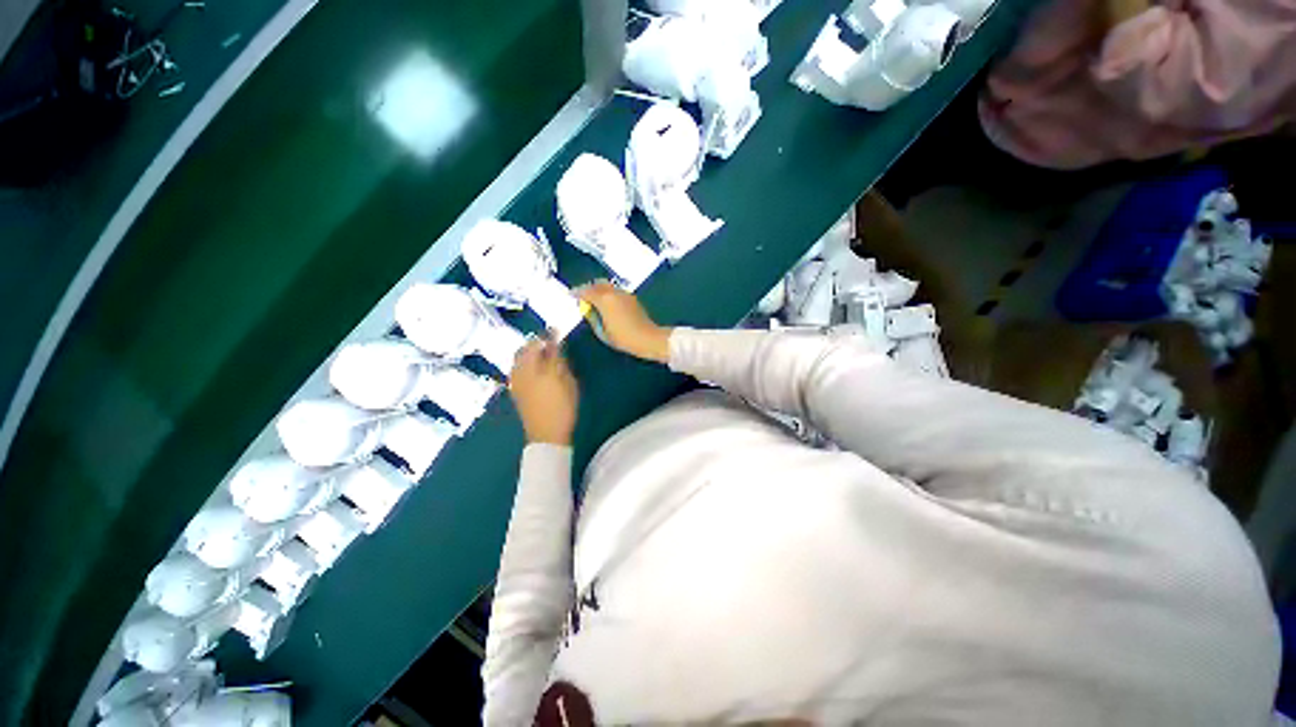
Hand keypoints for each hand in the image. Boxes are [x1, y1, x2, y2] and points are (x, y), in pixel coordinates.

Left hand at [508, 337, 578, 445]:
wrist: (546, 435)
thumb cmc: (562, 407)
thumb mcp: (567, 382)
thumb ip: (559, 361)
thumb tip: (555, 345)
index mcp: (533, 368)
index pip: (538, 344)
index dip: (548, 335)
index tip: (557, 330)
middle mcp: (520, 372)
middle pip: (523, 350)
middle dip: (535, 343)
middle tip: (549, 342)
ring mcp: (516, 383)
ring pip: (518, 360)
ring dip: (529, 352)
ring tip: (543, 353)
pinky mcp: (516, 392)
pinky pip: (517, 370)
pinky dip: (525, 363)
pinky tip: (535, 368)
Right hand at [577, 281, 671, 363]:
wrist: (647, 338)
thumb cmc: (623, 338)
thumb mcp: (603, 332)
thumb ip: (593, 318)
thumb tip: (588, 310)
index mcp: (604, 299)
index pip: (586, 291)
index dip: (577, 292)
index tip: (571, 294)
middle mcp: (614, 292)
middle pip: (598, 284)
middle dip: (589, 288)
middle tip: (582, 296)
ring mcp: (624, 294)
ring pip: (608, 286)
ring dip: (599, 290)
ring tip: (594, 300)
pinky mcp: (632, 298)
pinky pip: (616, 291)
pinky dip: (608, 294)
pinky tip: (607, 304)